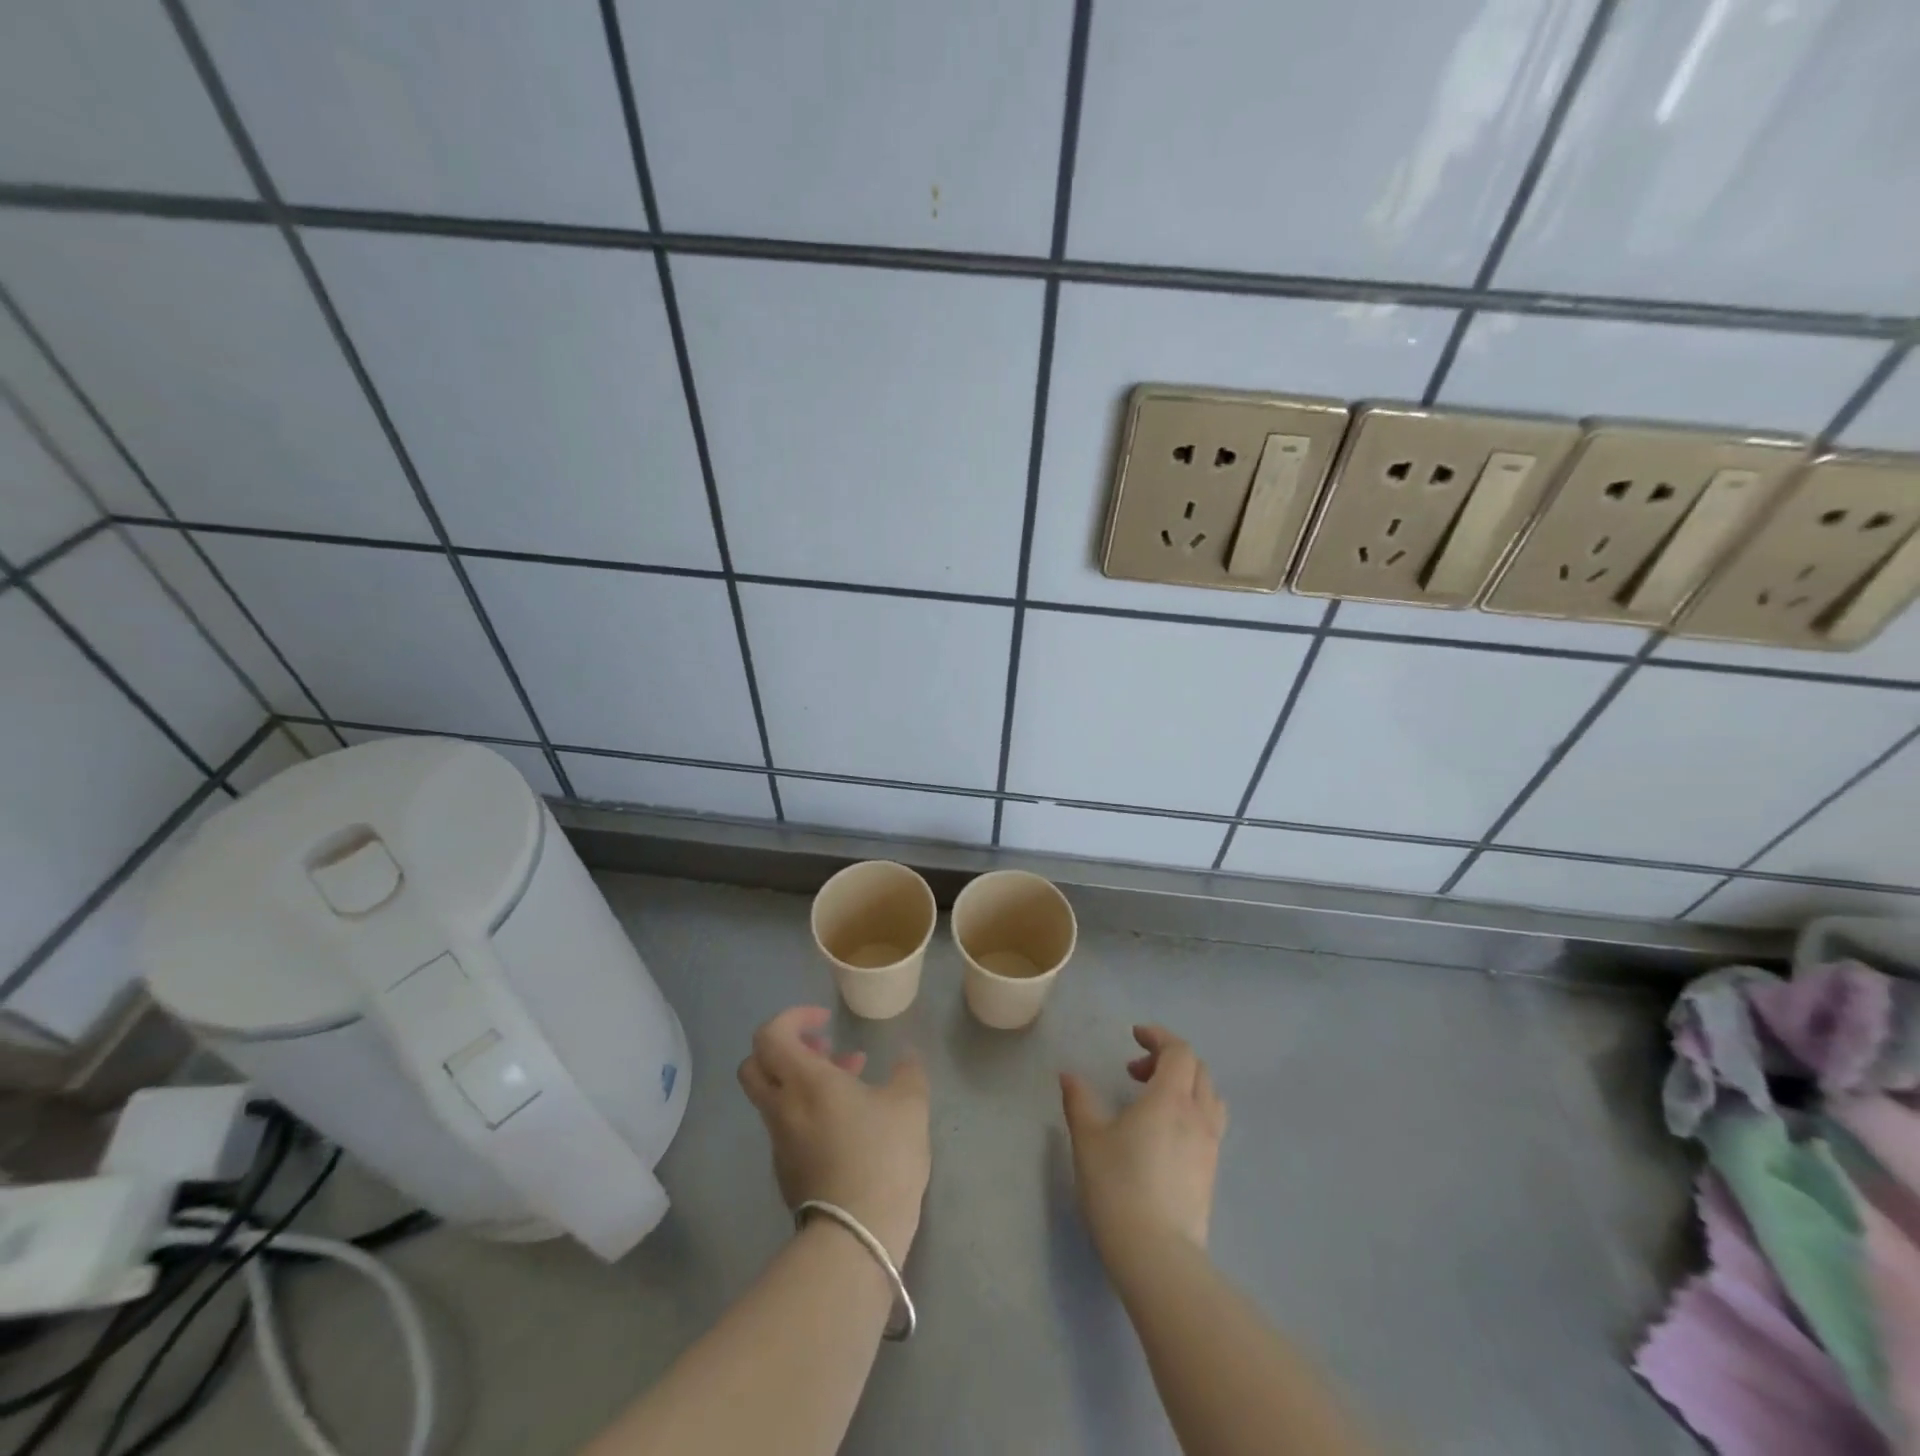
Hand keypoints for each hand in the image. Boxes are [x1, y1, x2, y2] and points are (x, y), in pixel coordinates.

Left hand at [738, 1007, 930, 1263]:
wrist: (857, 1239)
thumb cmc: (882, 1157)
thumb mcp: (909, 1105)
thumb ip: (907, 1072)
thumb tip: (906, 1057)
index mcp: (805, 1082)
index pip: (770, 1035)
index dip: (793, 1018)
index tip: (826, 1022)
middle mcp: (782, 1108)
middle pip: (756, 1064)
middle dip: (786, 1048)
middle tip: (824, 1049)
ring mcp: (780, 1143)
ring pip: (774, 1096)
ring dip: (804, 1080)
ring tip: (853, 1082)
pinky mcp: (786, 1172)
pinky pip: (787, 1125)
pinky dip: (808, 1111)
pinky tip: (849, 1123)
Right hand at [1060, 1026, 1227, 1266]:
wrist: (1156, 1254)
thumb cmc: (1117, 1186)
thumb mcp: (1088, 1138)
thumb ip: (1079, 1100)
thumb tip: (1069, 1075)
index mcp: (1170, 1098)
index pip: (1179, 1051)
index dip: (1158, 1037)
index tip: (1135, 1037)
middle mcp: (1197, 1115)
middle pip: (1198, 1069)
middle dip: (1169, 1059)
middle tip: (1136, 1072)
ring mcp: (1210, 1146)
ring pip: (1209, 1097)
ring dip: (1186, 1084)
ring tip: (1155, 1099)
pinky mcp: (1211, 1173)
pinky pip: (1210, 1124)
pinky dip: (1192, 1111)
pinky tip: (1165, 1133)